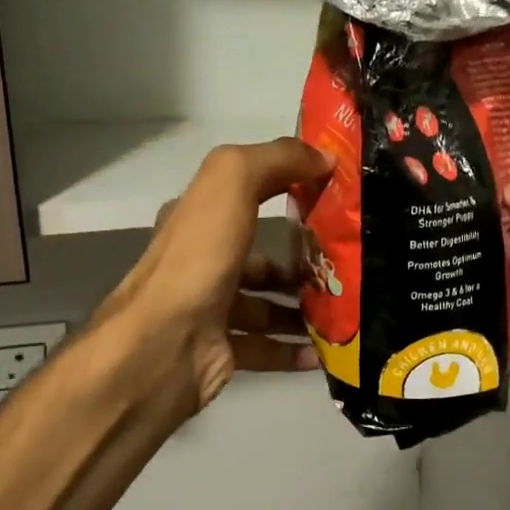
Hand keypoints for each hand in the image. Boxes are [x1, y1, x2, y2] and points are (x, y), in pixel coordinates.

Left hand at [93, 139, 332, 414]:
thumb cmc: (199, 259)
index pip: (247, 195)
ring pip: (266, 307)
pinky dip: (295, 350)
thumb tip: (324, 157)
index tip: (335, 196)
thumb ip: (277, 160)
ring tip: (345, 309)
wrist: (164, 346)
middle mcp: (201, 263)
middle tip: (346, 266)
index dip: (288, 189)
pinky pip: (266, 349)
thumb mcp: (232, 183)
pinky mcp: (219, 352)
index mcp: (198, 220)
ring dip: (304, 308)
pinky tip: (325, 352)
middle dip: (302, 262)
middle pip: (260, 258)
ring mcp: (209, 310)